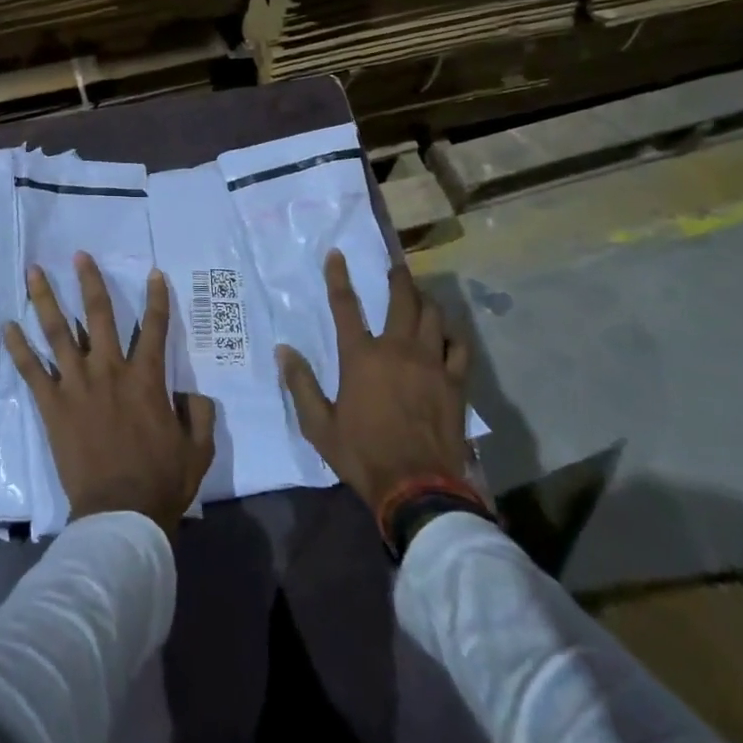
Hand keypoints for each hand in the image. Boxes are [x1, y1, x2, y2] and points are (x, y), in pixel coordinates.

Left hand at [3, 253, 217, 540]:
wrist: (119, 514)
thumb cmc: (161, 481)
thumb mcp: (198, 448)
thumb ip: (199, 413)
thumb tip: (192, 392)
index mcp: (146, 379)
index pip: (155, 327)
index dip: (157, 298)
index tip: (154, 273)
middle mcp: (110, 371)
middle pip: (99, 315)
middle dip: (90, 282)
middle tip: (79, 255)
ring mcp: (77, 386)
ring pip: (58, 332)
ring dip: (46, 299)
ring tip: (34, 272)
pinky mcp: (53, 406)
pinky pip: (32, 371)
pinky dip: (18, 348)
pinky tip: (7, 326)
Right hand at [277, 251, 474, 516]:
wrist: (418, 488)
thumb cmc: (363, 455)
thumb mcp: (319, 425)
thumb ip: (300, 384)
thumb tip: (283, 350)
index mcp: (361, 357)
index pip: (345, 305)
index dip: (338, 276)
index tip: (337, 254)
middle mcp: (397, 350)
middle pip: (402, 300)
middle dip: (398, 278)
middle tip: (396, 266)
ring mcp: (431, 363)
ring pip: (434, 316)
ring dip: (426, 301)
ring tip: (421, 296)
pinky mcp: (455, 382)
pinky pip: (459, 346)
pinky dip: (452, 334)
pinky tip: (448, 334)